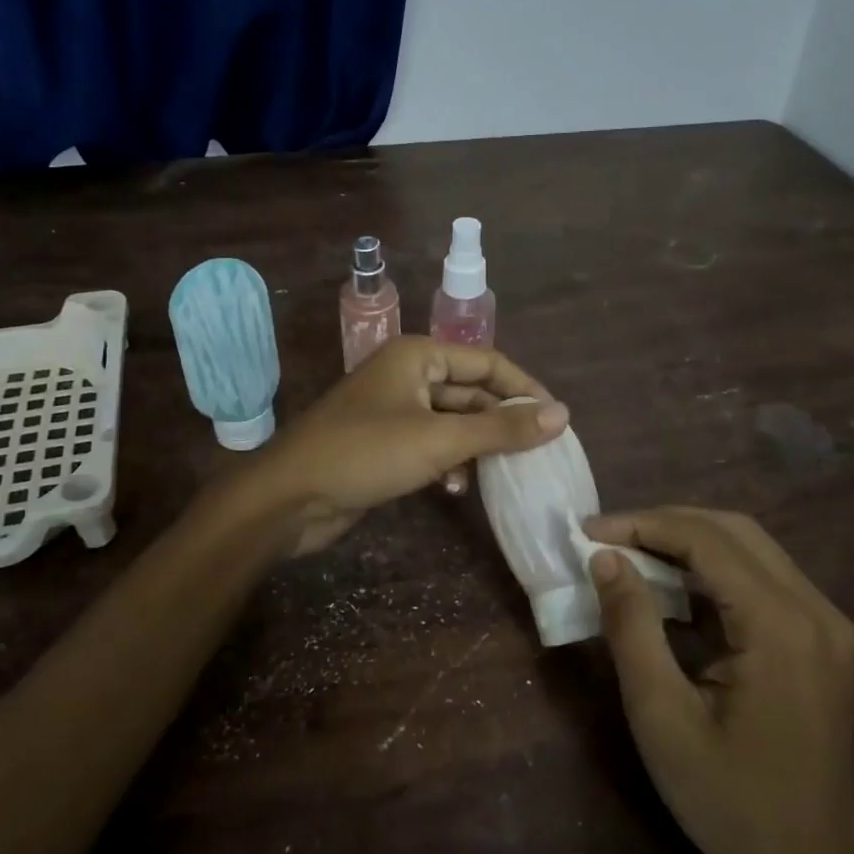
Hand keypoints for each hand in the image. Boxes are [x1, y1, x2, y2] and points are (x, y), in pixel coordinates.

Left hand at [242, 336, 568, 554]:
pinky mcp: (385, 444)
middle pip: (472, 393)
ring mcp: (394, 411)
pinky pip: (432, 445)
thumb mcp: (440, 440)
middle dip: (502, 423)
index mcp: (418, 356)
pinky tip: (458, 489)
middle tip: (539, 453)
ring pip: (453, 423)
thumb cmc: (365, 453)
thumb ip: (502, 429)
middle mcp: (408, 375)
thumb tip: (564, 415)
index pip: (488, 362)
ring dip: (477, 447)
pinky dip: (450, 463)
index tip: (559, 420)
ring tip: (503, 473)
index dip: (524, 389)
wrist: (289, 496)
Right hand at [584, 507, 853, 853]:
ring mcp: (826, 625)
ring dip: (688, 541)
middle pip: (734, 531)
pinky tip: (673, 588)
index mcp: (782, 626)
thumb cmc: (727, 799)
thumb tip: (605, 558)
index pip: (708, 540)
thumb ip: (631, 626)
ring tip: (631, 553)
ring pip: (750, 549)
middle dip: (665, 523)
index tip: (589, 530)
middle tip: (608, 536)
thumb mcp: (660, 715)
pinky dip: (712, 571)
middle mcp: (815, 610)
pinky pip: (762, 580)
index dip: (643, 524)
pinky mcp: (822, 641)